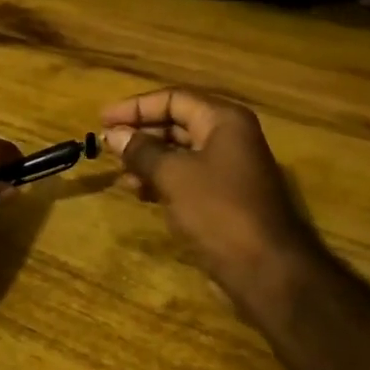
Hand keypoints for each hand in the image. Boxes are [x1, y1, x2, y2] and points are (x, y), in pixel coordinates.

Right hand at [102, 90, 324, 322]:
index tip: (103, 120)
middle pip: (177, 123)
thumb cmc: (219, 211)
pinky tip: (138, 192)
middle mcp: (229, 137)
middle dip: (141, 134)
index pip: (173, 99)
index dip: (136, 107)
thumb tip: (113, 134)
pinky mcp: (224, 196)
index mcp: (223, 120)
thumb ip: (141, 151)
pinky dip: (161, 180)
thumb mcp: (174, 176)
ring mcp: (228, 168)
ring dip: (147, 160)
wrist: (266, 270)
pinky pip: (186, 177)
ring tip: (119, 174)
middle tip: (106, 146)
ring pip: (179, 153)